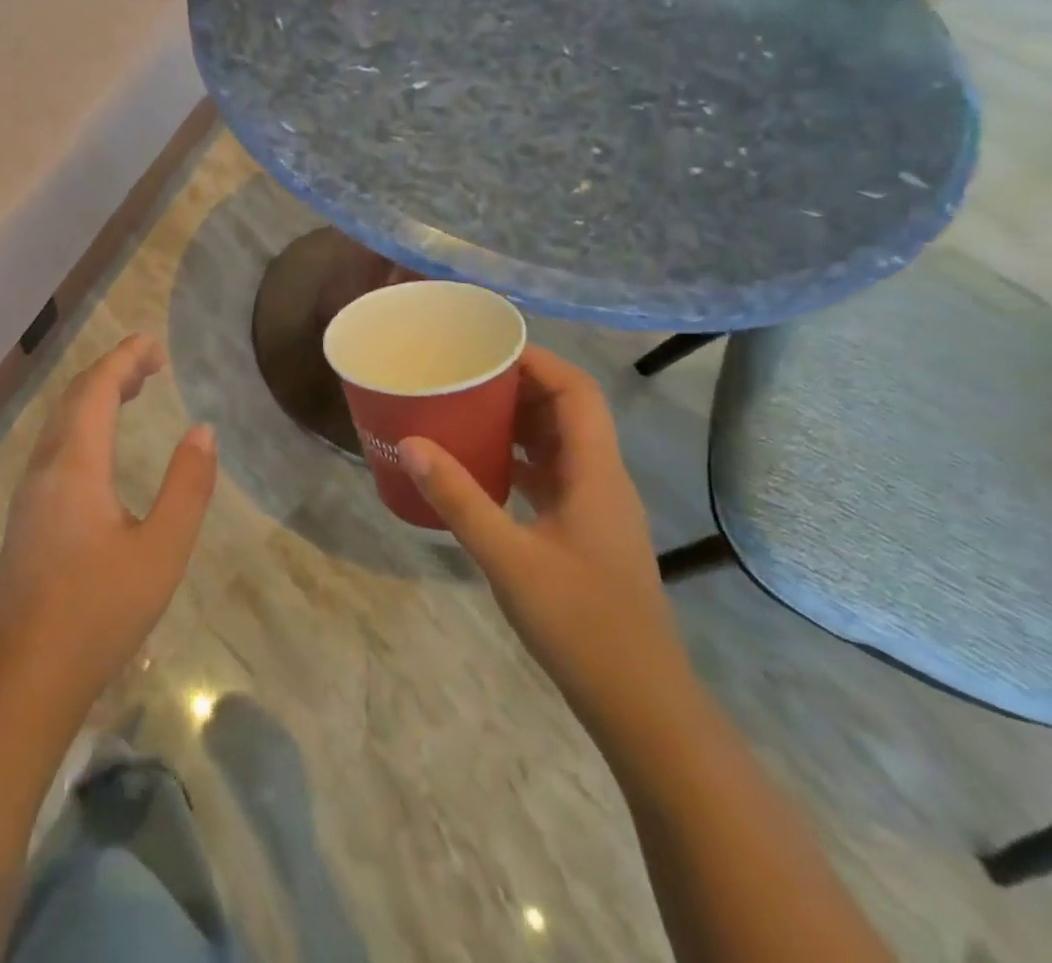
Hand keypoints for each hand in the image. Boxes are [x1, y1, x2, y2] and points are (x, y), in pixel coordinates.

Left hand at [0, 334, 217, 705]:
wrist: (25, 676)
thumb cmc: (99, 612)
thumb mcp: (161, 552)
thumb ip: (186, 487)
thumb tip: (202, 431)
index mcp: (75, 465)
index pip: (97, 389)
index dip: (125, 358)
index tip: (155, 344)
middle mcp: (46, 466)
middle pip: (75, 397)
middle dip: (113, 370)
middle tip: (153, 362)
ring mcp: (30, 490)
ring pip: (61, 421)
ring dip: (95, 395)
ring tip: (133, 390)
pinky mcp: (26, 513)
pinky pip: (56, 445)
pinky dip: (83, 423)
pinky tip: (102, 444)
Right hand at [400, 346, 690, 726]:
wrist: (640, 704)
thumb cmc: (581, 624)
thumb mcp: (509, 558)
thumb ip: (460, 499)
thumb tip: (411, 443)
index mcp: (596, 474)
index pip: (577, 392)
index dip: (538, 361)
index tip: (486, 348)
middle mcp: (601, 480)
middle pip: (567, 411)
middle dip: (518, 385)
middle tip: (462, 375)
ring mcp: (595, 508)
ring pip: (558, 444)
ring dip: (517, 421)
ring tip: (463, 408)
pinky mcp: (584, 532)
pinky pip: (550, 475)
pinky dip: (517, 459)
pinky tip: (479, 466)